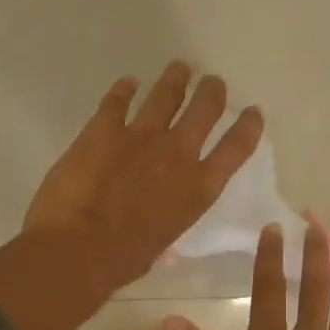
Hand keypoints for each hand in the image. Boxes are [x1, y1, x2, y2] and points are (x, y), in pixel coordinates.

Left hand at [23, 62, 262, 291]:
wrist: (76, 250)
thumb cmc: (121, 261)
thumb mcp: (159, 248)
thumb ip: (166, 230)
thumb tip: (164, 244)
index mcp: (198, 189)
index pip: (236, 149)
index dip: (248, 126)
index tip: (253, 112)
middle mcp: (178, 154)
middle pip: (205, 108)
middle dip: (212, 91)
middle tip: (213, 82)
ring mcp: (141, 136)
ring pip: (167, 94)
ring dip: (175, 79)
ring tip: (180, 68)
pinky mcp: (104, 129)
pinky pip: (118, 99)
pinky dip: (124, 89)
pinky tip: (127, 83)